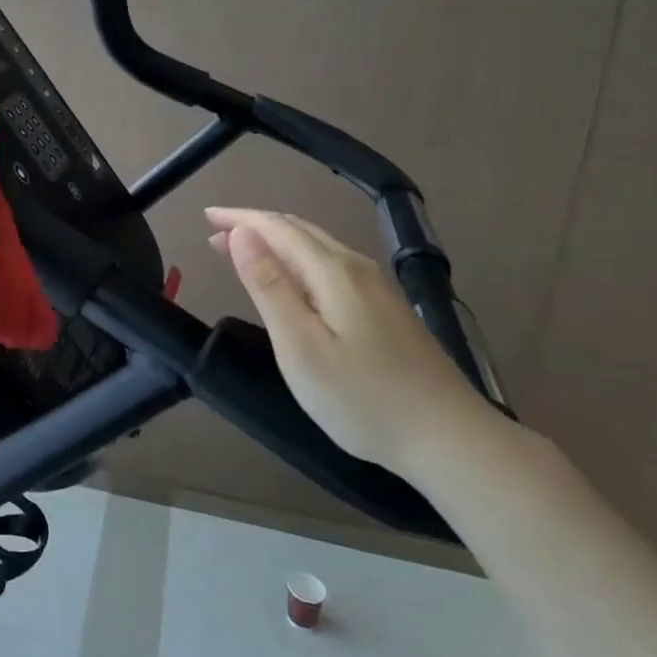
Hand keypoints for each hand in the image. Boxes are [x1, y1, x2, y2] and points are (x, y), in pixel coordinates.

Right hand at [205, 207, 489, 476]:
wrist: (451, 440)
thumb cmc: (363, 398)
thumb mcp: (300, 346)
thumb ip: (269, 286)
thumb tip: (242, 232)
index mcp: (332, 272)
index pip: (277, 228)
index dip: (240, 218)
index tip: (205, 216)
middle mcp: (356, 268)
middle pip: (298, 231)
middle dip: (254, 226)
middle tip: (215, 233)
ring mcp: (377, 288)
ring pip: (316, 246)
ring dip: (275, 242)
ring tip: (242, 250)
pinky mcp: (386, 309)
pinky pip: (329, 264)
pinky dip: (297, 259)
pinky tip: (291, 279)